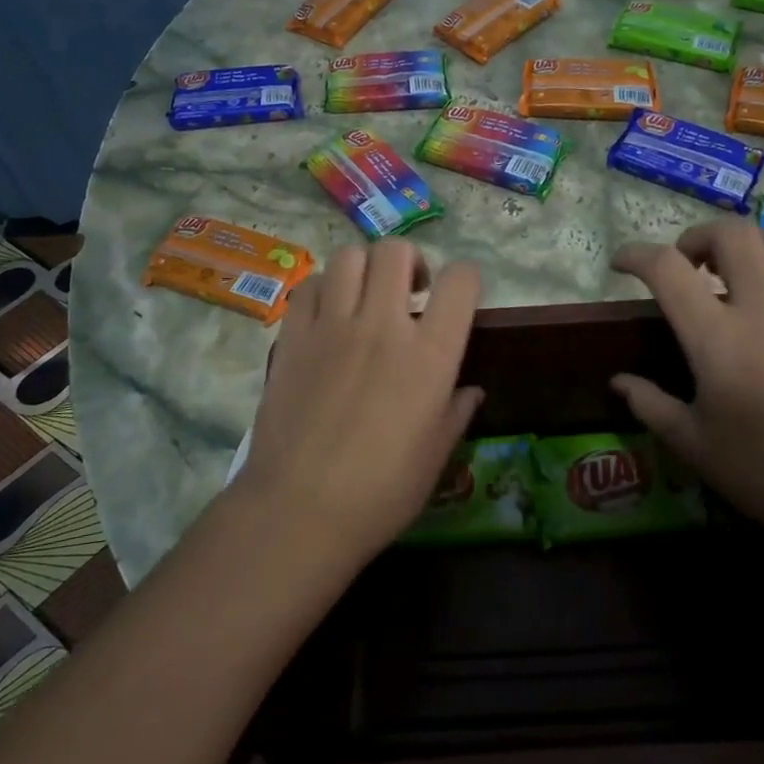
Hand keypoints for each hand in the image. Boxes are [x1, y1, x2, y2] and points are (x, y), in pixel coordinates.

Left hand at [233, 241, 483, 565]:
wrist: (299, 510)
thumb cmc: (381, 492)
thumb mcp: (435, 456)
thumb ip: (456, 412)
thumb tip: (470, 391)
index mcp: (430, 355)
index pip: (461, 281)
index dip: (466, 279)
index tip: (457, 298)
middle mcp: (382, 326)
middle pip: (396, 252)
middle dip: (409, 262)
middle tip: (409, 292)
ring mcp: (332, 327)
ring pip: (349, 258)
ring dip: (365, 269)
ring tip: (366, 299)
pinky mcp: (292, 337)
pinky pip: (309, 287)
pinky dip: (324, 289)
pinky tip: (328, 316)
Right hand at [610, 219, 763, 547]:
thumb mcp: (693, 445)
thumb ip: (650, 405)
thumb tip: (618, 381)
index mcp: (717, 340)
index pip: (667, 269)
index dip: (636, 255)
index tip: (622, 264)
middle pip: (730, 233)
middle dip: (697, 237)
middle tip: (687, 267)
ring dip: (746, 246)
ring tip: (734, 273)